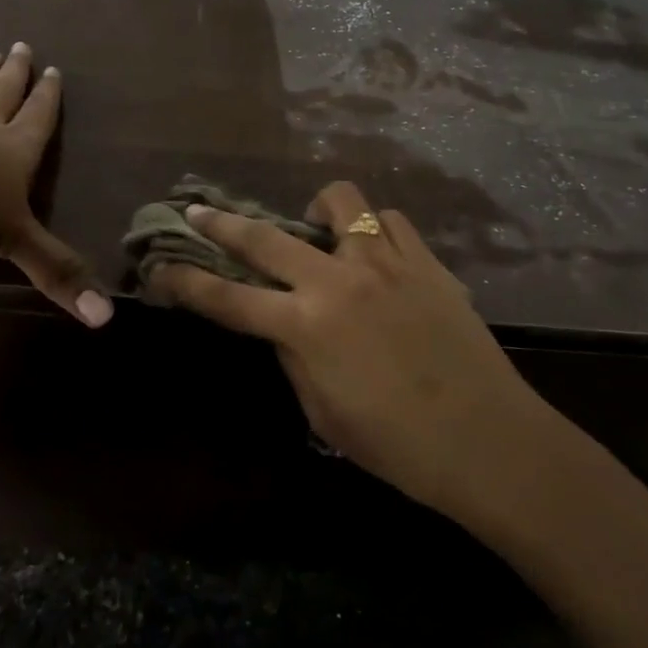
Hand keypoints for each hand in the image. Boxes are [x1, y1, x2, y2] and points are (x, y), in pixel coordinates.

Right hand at [150, 180, 551, 518]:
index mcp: (306, 326)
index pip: (228, 298)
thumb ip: (294, 357)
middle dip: (221, 223)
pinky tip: (373, 252)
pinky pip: (390, 221)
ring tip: (316, 232)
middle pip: (265, 236)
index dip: (186, 282)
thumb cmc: (398, 446)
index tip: (160, 267)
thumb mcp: (323, 412)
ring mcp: (386, 263)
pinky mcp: (426, 261)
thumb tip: (284, 325)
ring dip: (315, 213)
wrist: (487, 440)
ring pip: (341, 202)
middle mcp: (339, 281)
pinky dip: (371, 229)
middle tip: (200, 212)